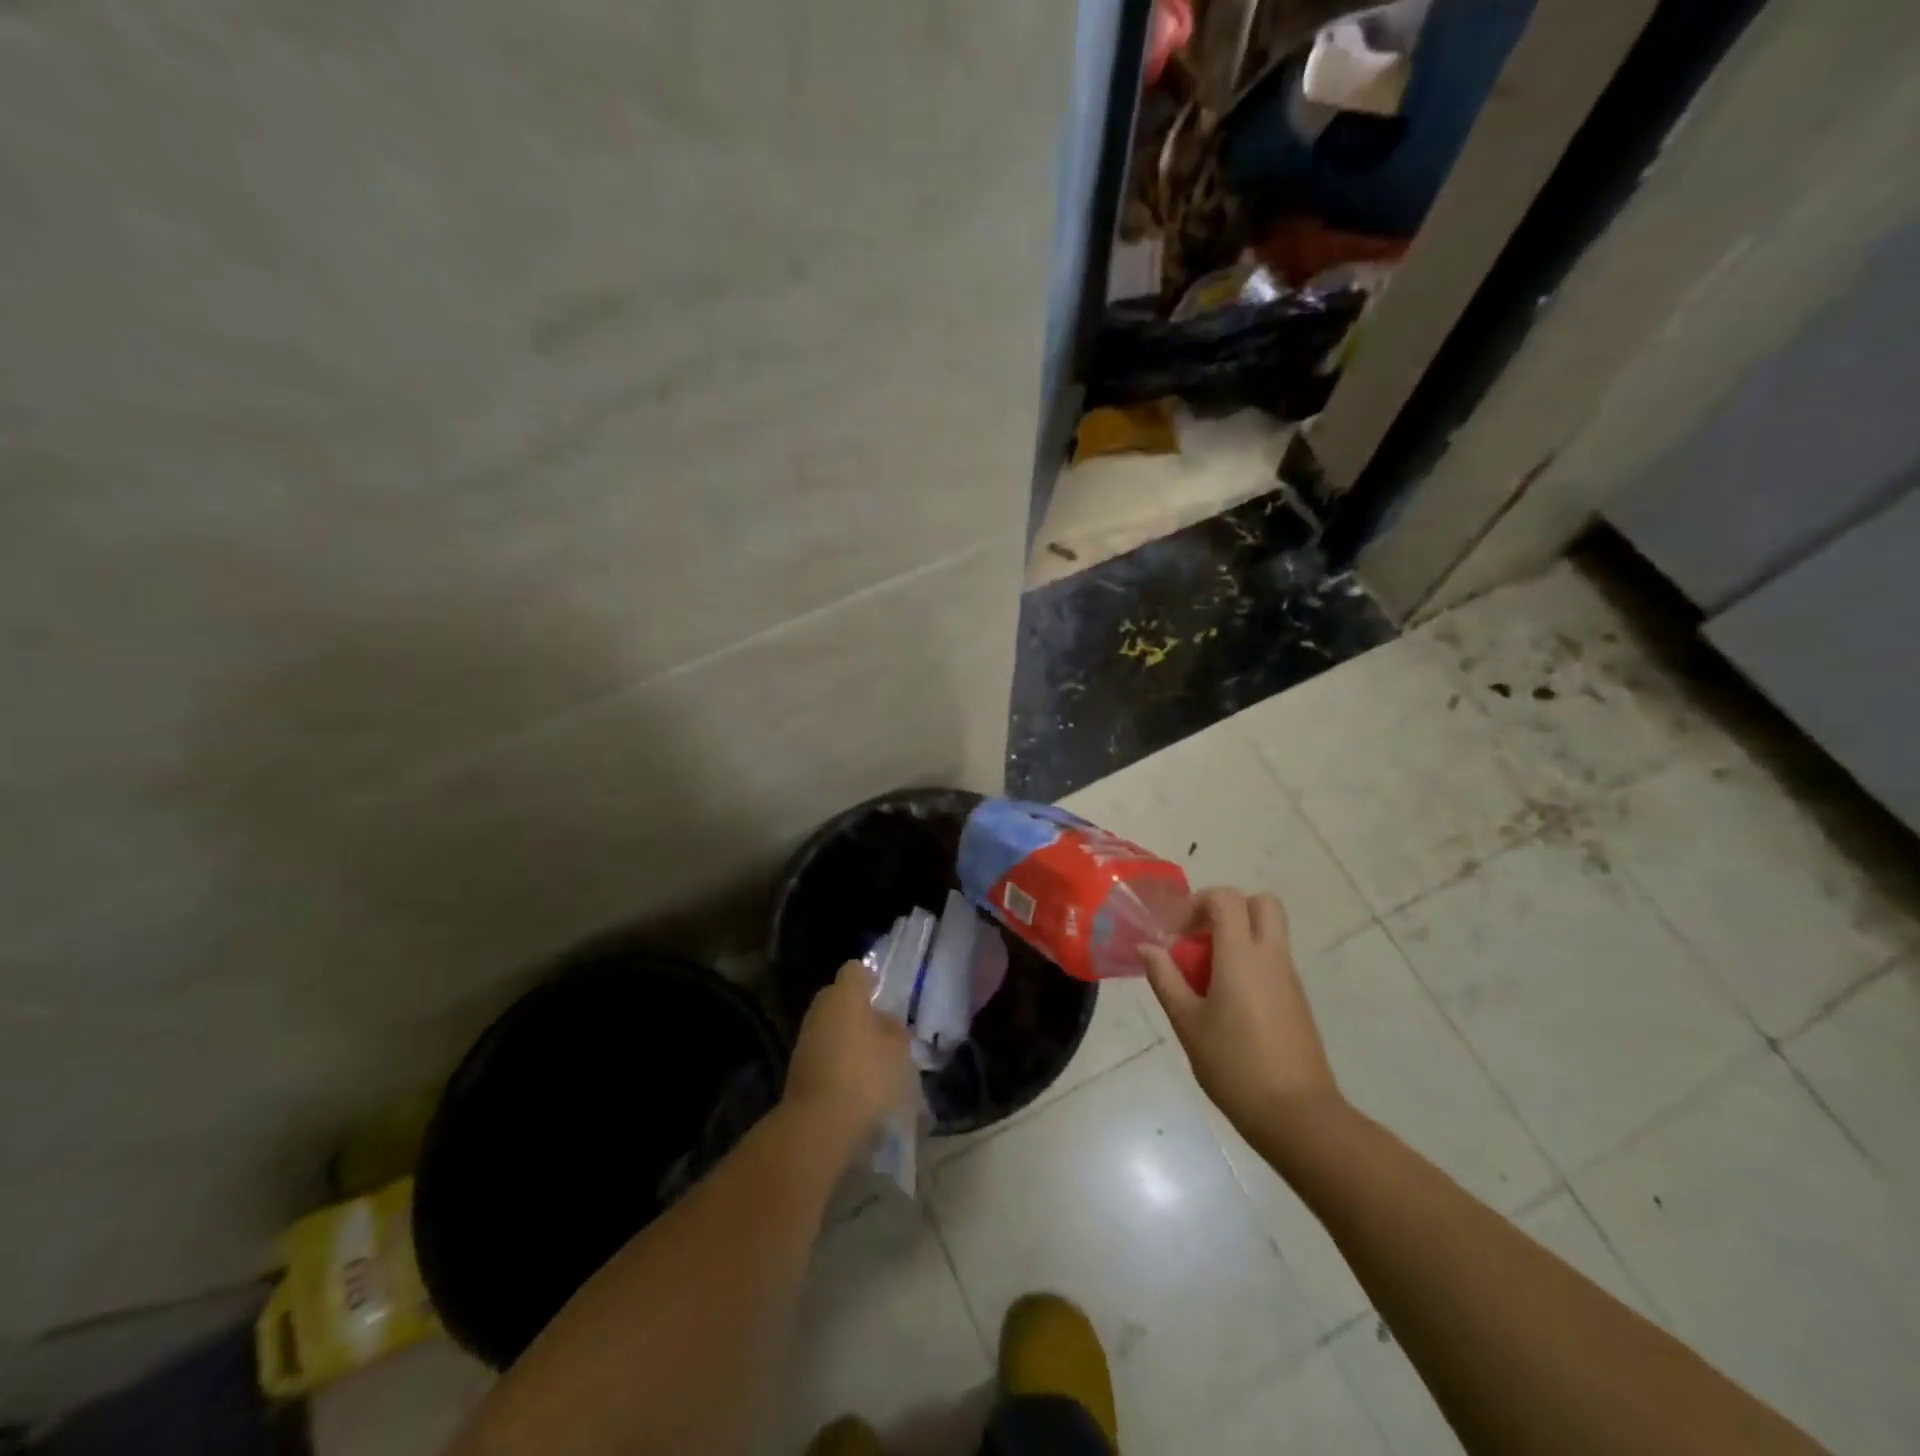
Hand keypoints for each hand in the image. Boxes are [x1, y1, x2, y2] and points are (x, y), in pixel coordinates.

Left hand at [784, 960, 913, 1148]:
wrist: (818, 1122)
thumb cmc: (866, 1075)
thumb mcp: (898, 1051)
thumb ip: (894, 1030)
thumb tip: (885, 1022)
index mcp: (845, 994)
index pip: (855, 970)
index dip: (869, 978)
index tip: (882, 992)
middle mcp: (821, 1008)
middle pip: (839, 996)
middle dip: (857, 1008)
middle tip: (880, 1027)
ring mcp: (805, 1036)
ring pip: (830, 1024)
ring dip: (846, 1034)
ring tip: (870, 1056)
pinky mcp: (797, 1065)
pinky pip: (822, 1049)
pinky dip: (836, 1056)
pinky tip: (854, 1077)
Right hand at [1142, 888, 1342, 1137]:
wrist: (1297, 1115)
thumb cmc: (1233, 1065)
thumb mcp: (1187, 1023)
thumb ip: (1166, 979)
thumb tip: (1147, 948)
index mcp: (1241, 956)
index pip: (1227, 898)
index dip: (1198, 902)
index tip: (1177, 932)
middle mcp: (1271, 957)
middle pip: (1262, 904)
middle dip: (1229, 909)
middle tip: (1200, 938)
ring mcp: (1290, 979)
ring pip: (1269, 933)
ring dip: (1238, 938)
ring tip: (1207, 977)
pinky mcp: (1298, 1001)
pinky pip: (1273, 961)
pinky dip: (1250, 964)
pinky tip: (1228, 1003)